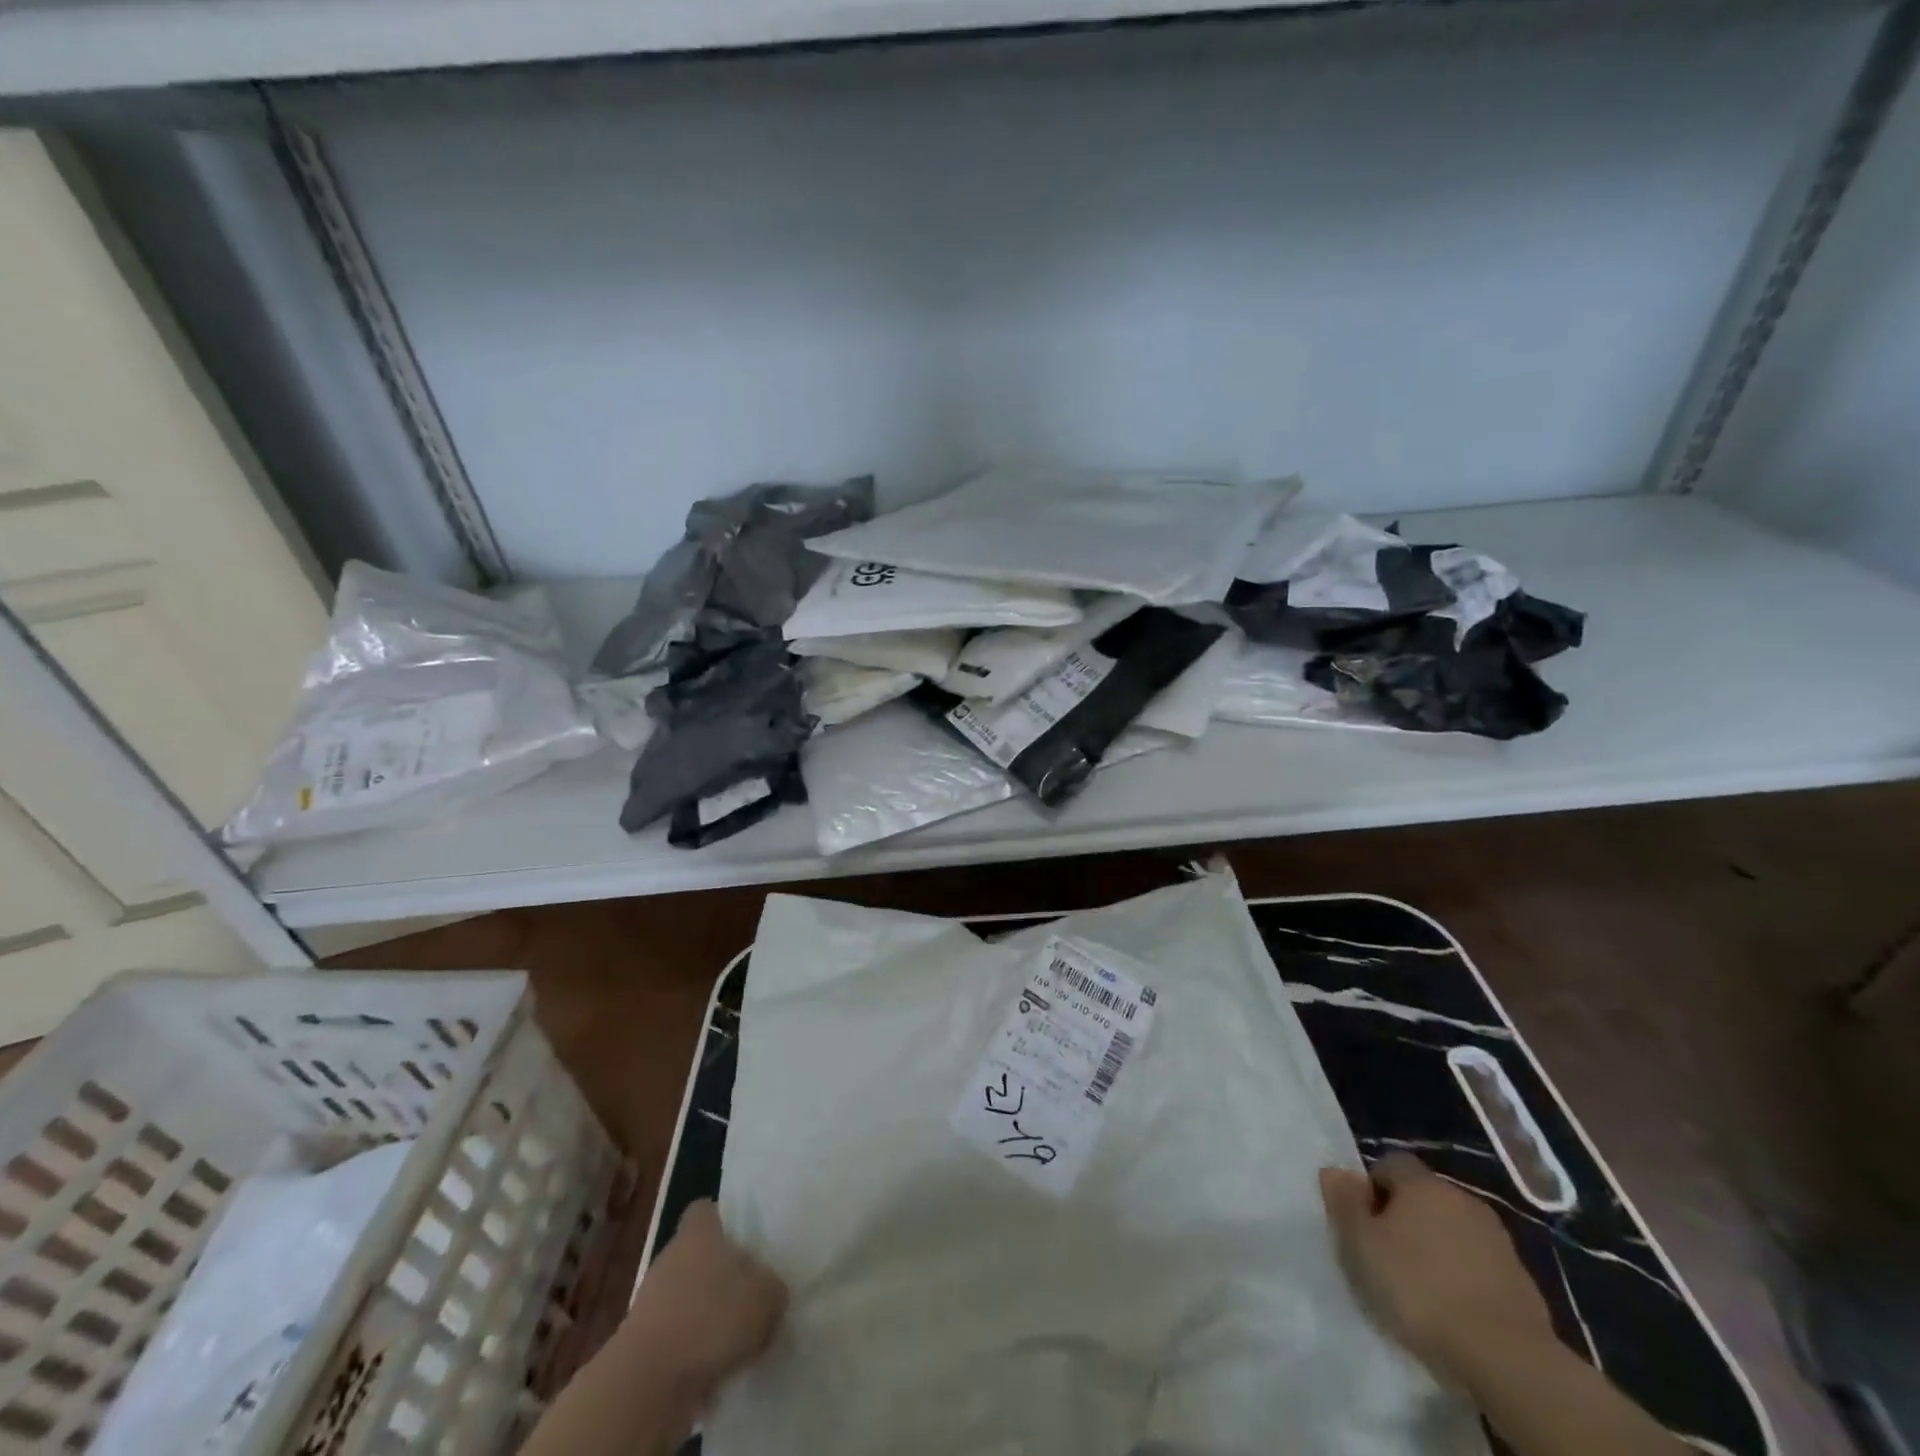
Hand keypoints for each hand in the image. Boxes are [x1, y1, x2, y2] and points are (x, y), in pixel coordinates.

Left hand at [621, 1199, 787, 1391]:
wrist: (644, 1385)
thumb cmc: (709, 1319)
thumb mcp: (765, 1299)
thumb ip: (774, 1289)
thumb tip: (770, 1292)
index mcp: (698, 1233)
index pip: (705, 1211)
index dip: (723, 1220)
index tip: (743, 1240)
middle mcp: (671, 1258)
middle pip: (698, 1256)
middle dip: (721, 1276)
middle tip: (750, 1296)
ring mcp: (650, 1302)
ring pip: (687, 1299)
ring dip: (707, 1317)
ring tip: (736, 1342)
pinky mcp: (641, 1345)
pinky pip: (676, 1338)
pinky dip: (692, 1353)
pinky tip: (714, 1371)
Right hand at [1319, 1153, 1553, 1388]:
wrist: (1507, 1358)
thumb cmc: (1419, 1289)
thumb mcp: (1361, 1244)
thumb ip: (1345, 1202)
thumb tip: (1335, 1170)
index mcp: (1422, 1183)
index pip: (1390, 1163)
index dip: (1372, 1188)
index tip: (1364, 1224)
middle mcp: (1461, 1197)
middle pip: (1424, 1196)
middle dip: (1406, 1218)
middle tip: (1387, 1255)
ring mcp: (1498, 1238)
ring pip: (1454, 1230)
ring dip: (1438, 1247)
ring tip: (1422, 1286)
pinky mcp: (1522, 1279)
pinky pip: (1480, 1264)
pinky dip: (1465, 1276)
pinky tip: (1455, 1308)